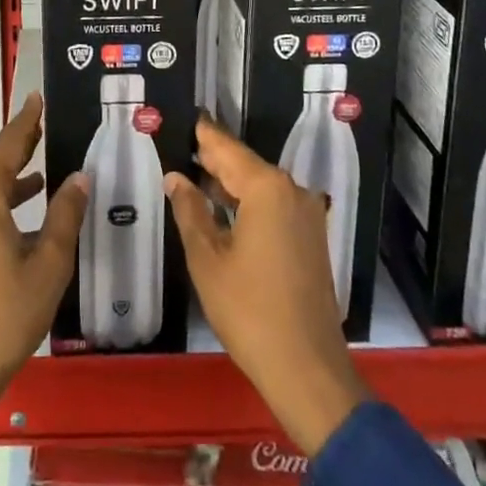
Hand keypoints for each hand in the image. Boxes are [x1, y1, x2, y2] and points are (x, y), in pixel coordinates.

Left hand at [0, 94, 88, 441]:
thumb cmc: (4, 315)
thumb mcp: (47, 265)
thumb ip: (64, 216)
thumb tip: (78, 178)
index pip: (8, 146)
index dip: (26, 121)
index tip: (36, 97)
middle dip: (21, 148)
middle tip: (45, 127)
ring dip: (12, 182)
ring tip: (43, 173)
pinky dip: (0, 206)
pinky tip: (23, 219)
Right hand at [167, 114, 367, 456]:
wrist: (308, 370)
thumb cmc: (250, 311)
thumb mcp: (208, 260)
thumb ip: (190, 211)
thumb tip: (175, 177)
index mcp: (267, 189)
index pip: (227, 149)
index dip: (204, 134)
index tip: (186, 115)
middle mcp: (292, 191)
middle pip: (245, 164)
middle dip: (213, 156)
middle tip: (181, 142)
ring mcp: (306, 215)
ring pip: (260, 185)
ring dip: (229, 181)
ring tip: (193, 171)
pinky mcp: (310, 238)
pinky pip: (273, 205)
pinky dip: (247, 201)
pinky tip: (221, 207)